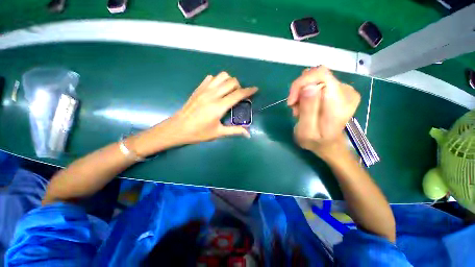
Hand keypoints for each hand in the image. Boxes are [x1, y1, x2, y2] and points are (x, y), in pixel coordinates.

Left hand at [133, 72, 257, 156]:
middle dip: (239, 86)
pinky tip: (217, 90)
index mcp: (219, 106)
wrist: (178, 128)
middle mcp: (213, 95)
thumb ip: (235, 131)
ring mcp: (204, 89)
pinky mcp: (198, 88)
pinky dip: (217, 81)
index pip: (238, 94)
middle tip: (239, 95)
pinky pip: (211, 78)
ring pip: (221, 76)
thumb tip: (248, 134)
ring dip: (229, 81)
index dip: (249, 91)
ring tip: (229, 91)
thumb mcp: (218, 133)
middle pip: (231, 81)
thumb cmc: (198, 132)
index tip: (255, 89)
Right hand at [288, 66, 359, 159]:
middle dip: (299, 92)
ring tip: (300, 111)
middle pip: (316, 76)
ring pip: (315, 80)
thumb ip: (308, 109)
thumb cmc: (316, 141)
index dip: (301, 83)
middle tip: (295, 109)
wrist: (329, 144)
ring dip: (302, 94)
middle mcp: (346, 91)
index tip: (291, 101)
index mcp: (340, 102)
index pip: (320, 74)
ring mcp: (344, 89)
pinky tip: (305, 107)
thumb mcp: (307, 130)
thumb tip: (308, 86)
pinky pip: (317, 84)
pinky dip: (307, 95)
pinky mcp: (339, 90)